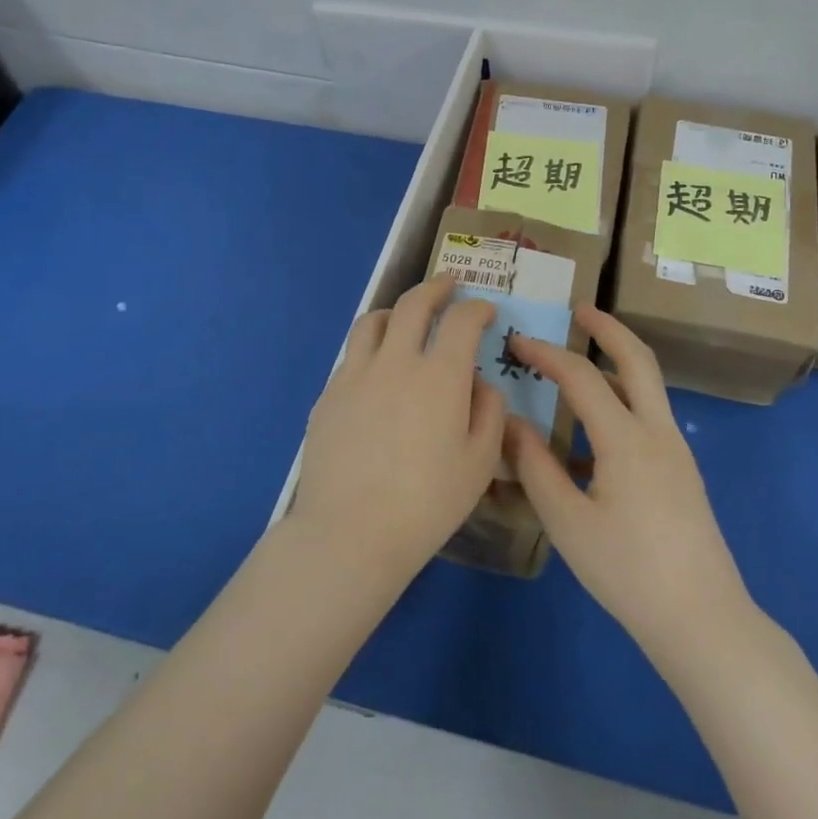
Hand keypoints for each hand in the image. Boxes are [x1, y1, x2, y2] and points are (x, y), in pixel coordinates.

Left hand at [291, 275, 506, 587]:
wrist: (350, 532)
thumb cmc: (426, 503)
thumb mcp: (480, 463)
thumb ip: (489, 412)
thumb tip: (480, 383)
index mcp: (440, 376)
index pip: (461, 320)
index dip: (477, 308)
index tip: (485, 311)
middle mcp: (396, 362)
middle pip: (413, 304)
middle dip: (435, 288)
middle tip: (448, 286)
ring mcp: (355, 375)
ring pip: (372, 321)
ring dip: (395, 311)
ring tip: (404, 318)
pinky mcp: (328, 395)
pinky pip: (351, 356)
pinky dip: (370, 348)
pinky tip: (376, 371)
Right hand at [505, 308, 755, 667]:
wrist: (701, 619)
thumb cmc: (627, 571)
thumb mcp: (567, 521)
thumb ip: (535, 466)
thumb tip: (510, 422)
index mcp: (627, 439)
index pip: (582, 377)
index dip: (547, 353)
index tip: (516, 340)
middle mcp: (658, 432)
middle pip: (638, 360)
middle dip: (608, 329)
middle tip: (579, 310)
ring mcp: (676, 451)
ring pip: (648, 387)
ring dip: (617, 362)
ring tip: (581, 360)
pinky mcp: (682, 472)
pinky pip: (649, 417)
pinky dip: (622, 401)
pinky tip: (591, 434)